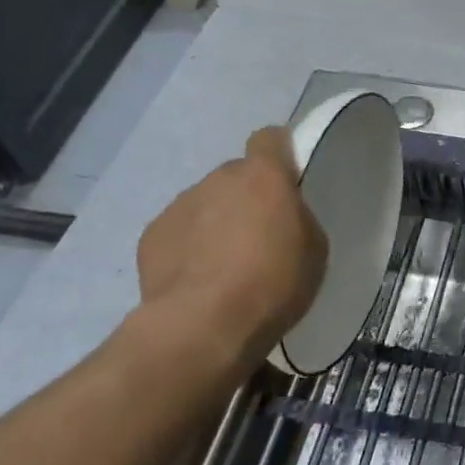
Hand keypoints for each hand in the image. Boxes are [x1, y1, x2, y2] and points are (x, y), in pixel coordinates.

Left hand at [129, 127, 327, 378]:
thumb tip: (282, 215)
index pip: (269, 138)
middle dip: (246, 197)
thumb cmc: (272, 282)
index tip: (287, 176)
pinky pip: (178, 231)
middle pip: (236, 176)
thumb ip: (298, 218)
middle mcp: (218, 178)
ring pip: (205, 203)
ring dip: (216, 221)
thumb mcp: (314, 249)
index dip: (279, 152)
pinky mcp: (150, 236)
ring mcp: (179, 205)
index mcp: (263, 175)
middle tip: (258, 234)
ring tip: (224, 264)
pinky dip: (188, 246)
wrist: (202, 325)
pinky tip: (197, 278)